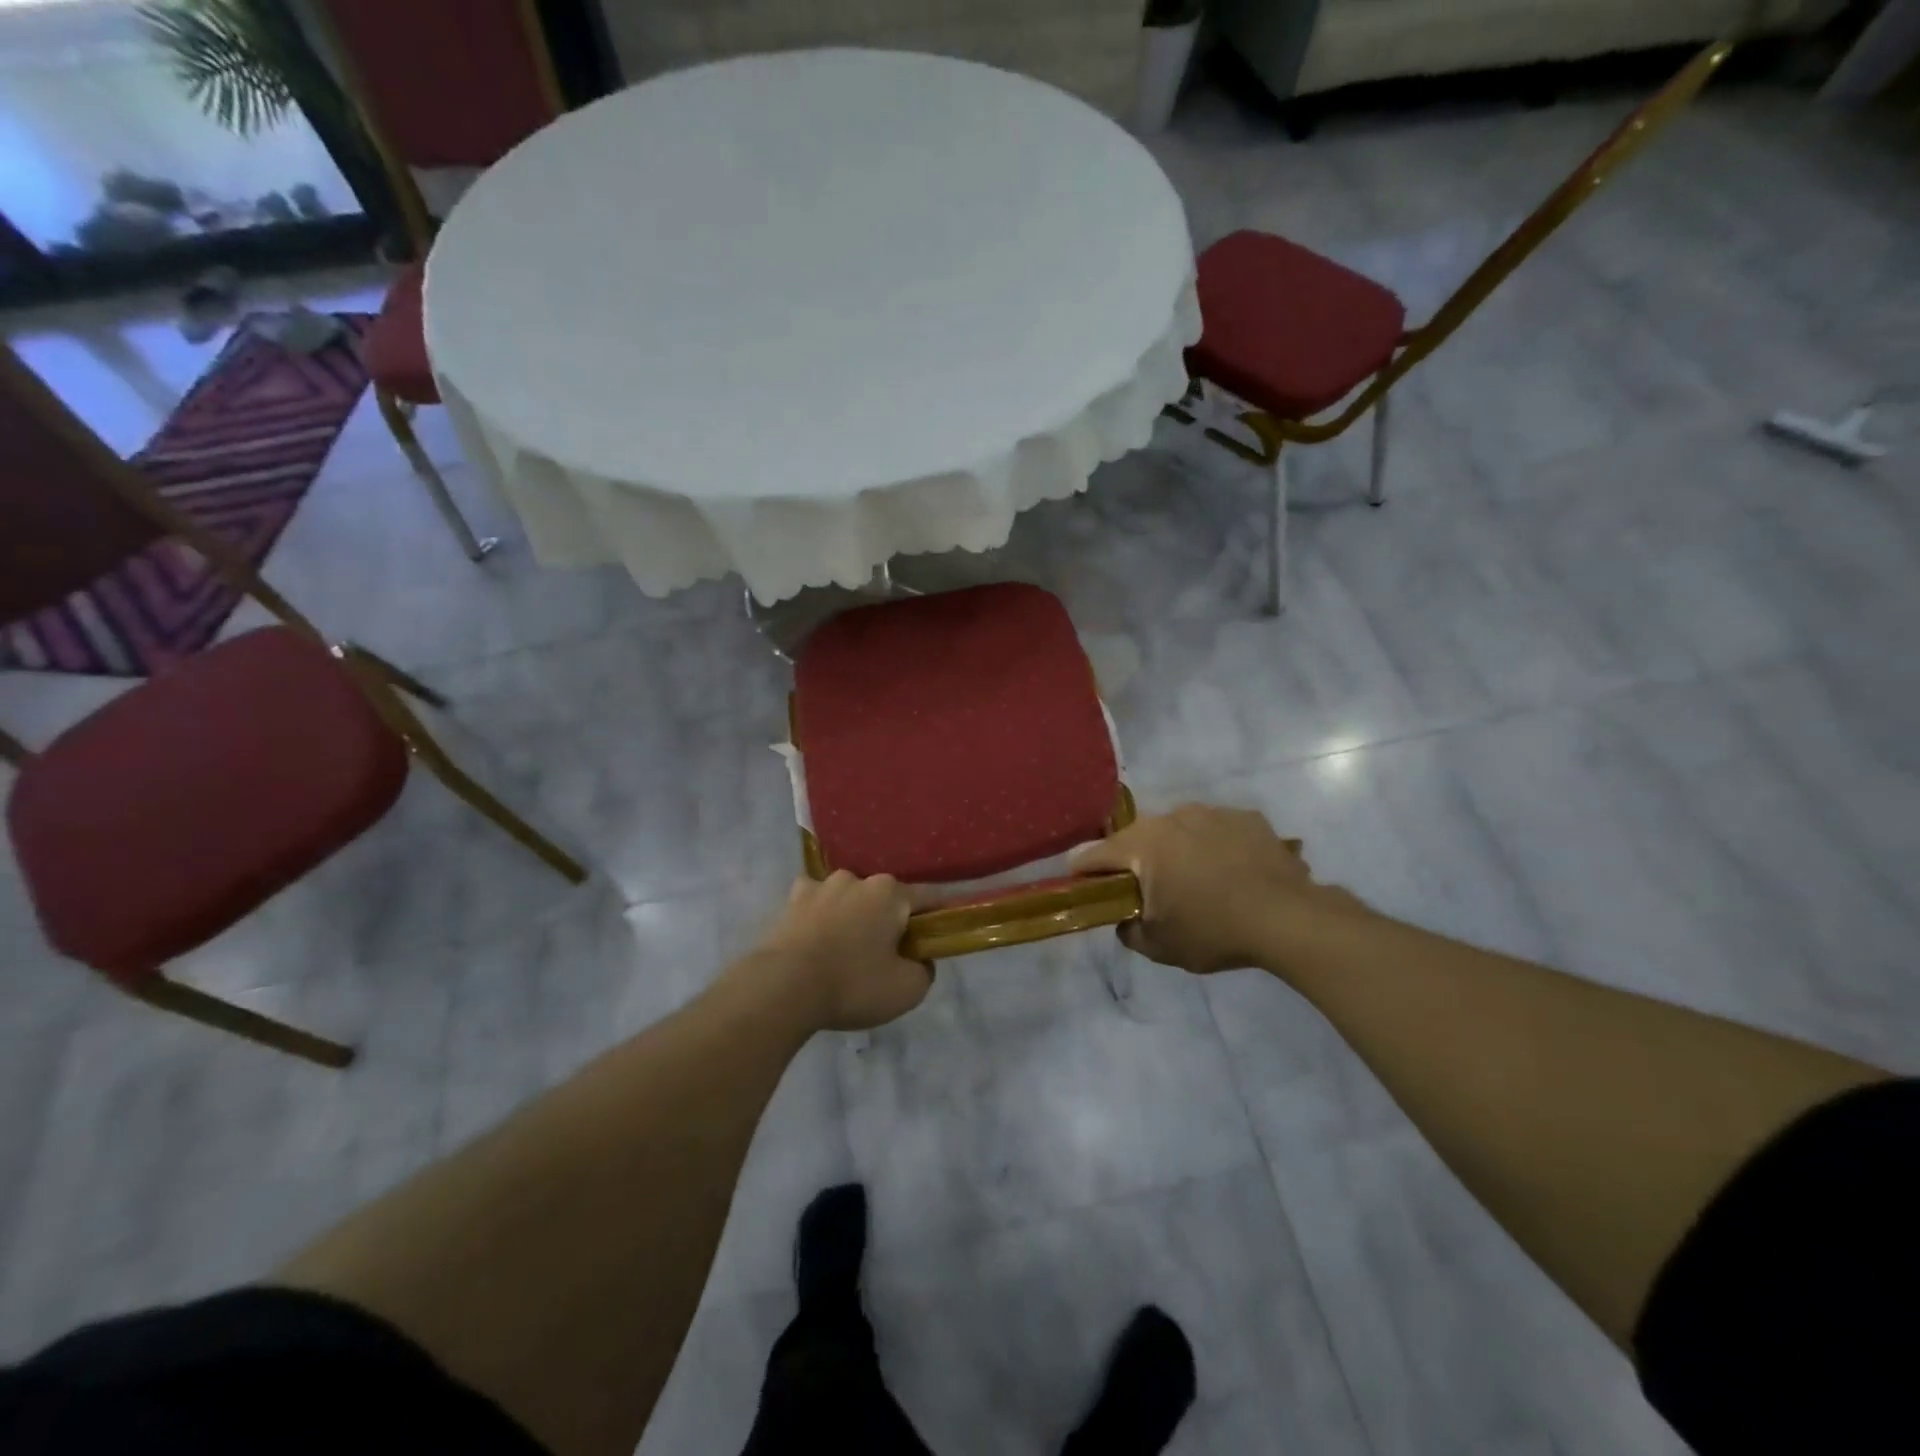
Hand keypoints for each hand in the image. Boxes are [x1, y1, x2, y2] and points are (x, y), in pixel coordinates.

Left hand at [751, 872, 932, 1030]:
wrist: (782, 988)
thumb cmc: (853, 985)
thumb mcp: (908, 990)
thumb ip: (924, 970)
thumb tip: (919, 959)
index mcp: (890, 893)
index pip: (928, 898)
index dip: (937, 917)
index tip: (939, 936)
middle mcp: (857, 879)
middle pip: (885, 899)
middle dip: (890, 920)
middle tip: (888, 955)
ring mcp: (821, 886)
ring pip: (848, 898)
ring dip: (852, 916)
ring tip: (846, 950)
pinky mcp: (790, 900)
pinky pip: (814, 903)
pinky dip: (819, 915)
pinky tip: (816, 936)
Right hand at [1068, 804, 1366, 974]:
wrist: (1289, 918)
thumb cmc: (1214, 931)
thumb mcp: (1160, 946)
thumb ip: (1129, 931)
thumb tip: (1125, 920)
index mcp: (1143, 844)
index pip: (1094, 855)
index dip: (1082, 872)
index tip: (1080, 886)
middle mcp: (1171, 817)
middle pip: (1137, 838)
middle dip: (1134, 862)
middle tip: (1145, 890)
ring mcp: (1211, 812)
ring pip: (1178, 830)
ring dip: (1176, 851)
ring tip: (1196, 881)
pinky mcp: (1246, 817)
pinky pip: (1216, 829)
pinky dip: (1214, 847)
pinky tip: (1231, 872)